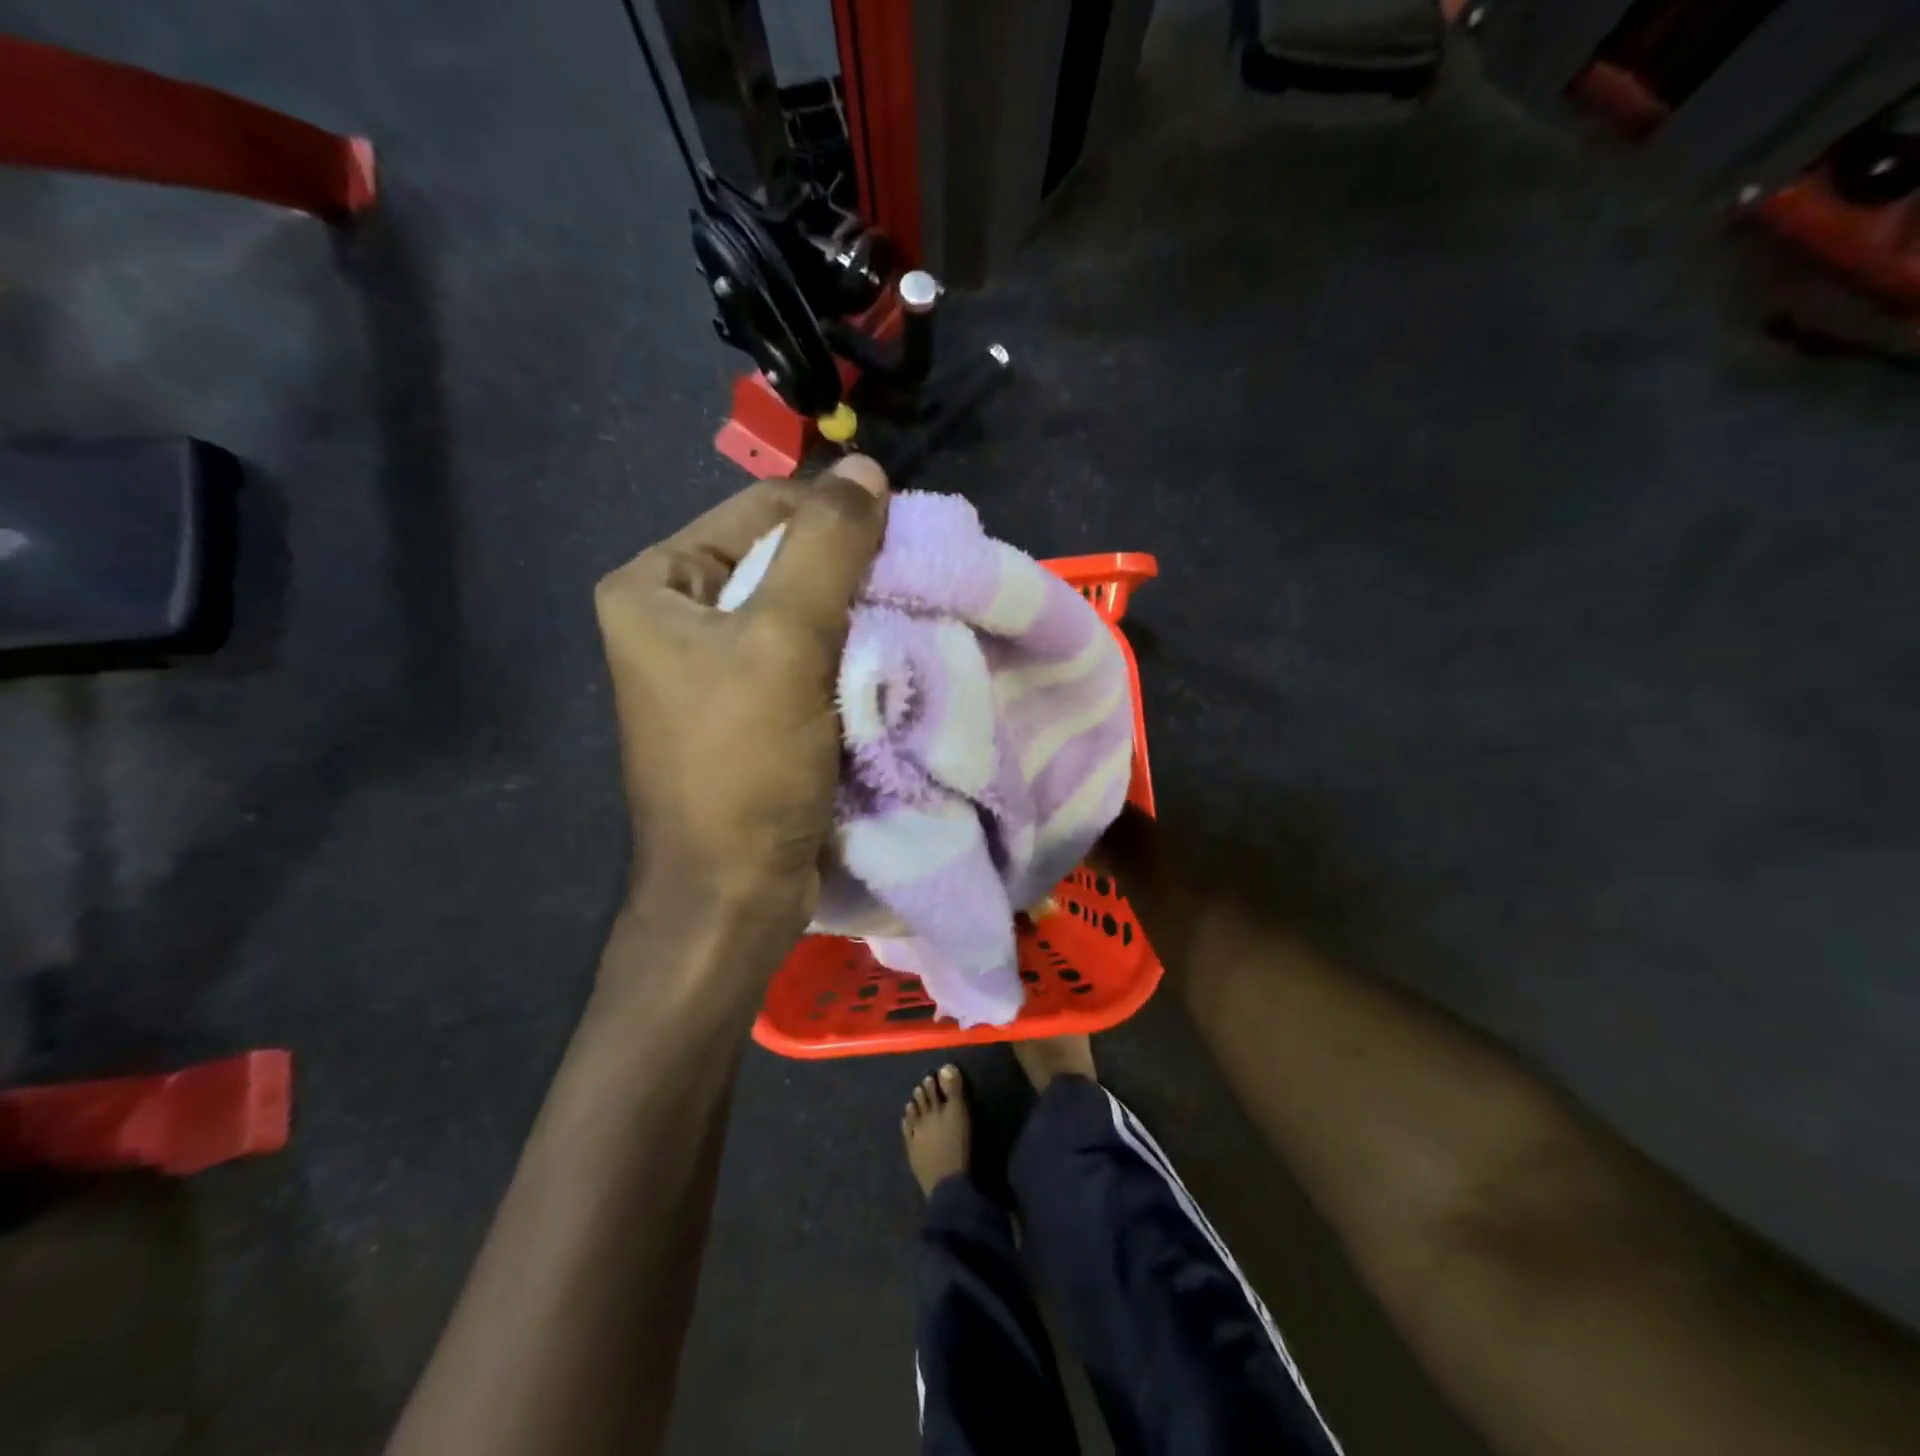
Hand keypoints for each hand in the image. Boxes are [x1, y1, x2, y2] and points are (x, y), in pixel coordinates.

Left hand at [594, 457, 888, 943]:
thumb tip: (865, 468)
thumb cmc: (743, 765)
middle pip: (781, 561)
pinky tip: (890, 660)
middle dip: (850, 573)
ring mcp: (713, 667)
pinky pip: (808, 657)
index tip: (902, 541)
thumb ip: (826, 549)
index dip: (833, 519)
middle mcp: (676, 618)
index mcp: (654, 586)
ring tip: (911, 620)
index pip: (758, 512)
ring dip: (858, 616)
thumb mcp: (783, 643)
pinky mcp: (750, 709)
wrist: (734, 894)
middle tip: (913, 585)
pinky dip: (851, 655)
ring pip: (803, 611)